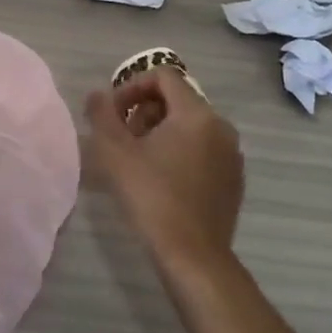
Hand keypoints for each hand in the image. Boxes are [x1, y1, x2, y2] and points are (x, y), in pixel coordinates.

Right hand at [85, 67, 244, 269]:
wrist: (193, 256)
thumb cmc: (151, 197)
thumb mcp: (115, 153)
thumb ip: (102, 115)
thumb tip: (97, 95)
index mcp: (196, 113)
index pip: (163, 76)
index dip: (132, 87)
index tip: (114, 113)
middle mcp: (221, 126)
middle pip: (177, 99)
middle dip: (144, 111)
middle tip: (123, 139)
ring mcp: (232, 154)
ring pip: (190, 125)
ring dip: (160, 131)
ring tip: (139, 160)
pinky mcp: (234, 179)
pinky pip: (204, 148)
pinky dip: (181, 151)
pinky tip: (162, 180)